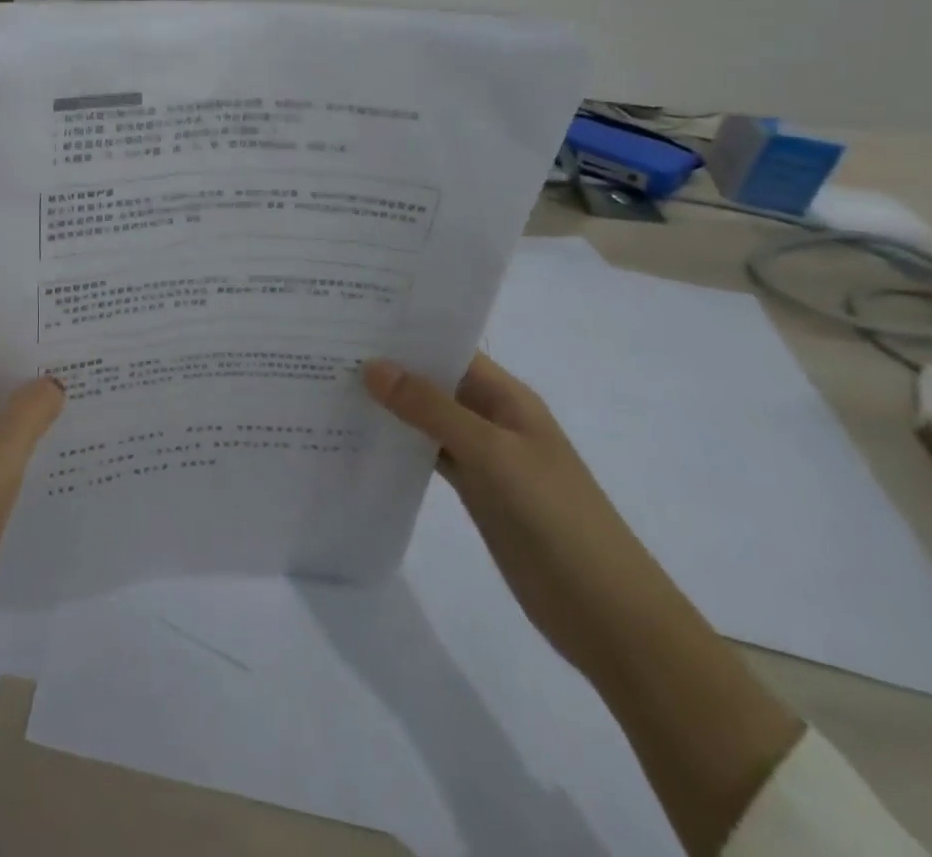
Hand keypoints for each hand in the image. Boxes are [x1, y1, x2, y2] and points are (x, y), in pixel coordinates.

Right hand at [362, 351, 699, 681]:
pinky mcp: (474, 492)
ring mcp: (484, 457)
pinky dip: (399, 446)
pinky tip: (359, 438)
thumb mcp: (491, 453)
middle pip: (435, 382)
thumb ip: (431, 409)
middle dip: (389, 368)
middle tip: (325, 349)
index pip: (450, 350)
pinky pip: (429, 455)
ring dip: (389, 407)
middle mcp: (493, 418)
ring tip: (330, 386)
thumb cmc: (555, 516)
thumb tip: (372, 366)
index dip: (406, 334)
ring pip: (427, 419)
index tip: (351, 320)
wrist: (606, 613)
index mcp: (507, 397)